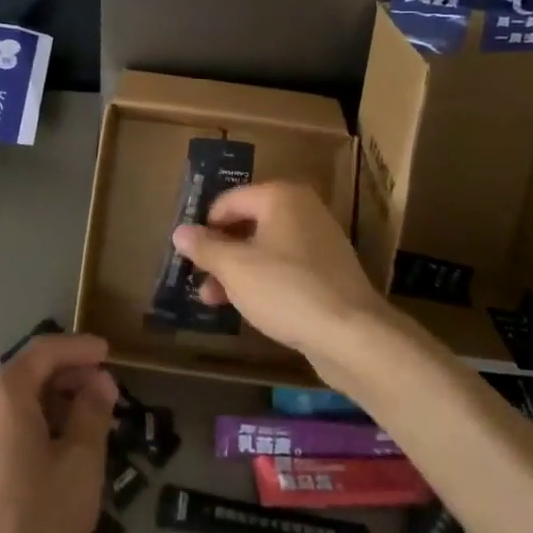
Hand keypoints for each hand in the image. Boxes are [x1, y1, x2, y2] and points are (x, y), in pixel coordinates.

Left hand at [0, 334, 116, 532]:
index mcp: (2, 396)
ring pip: (16, 405)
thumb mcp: (80, 464)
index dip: (79, 347)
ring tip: (91, 424)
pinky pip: (5, 431)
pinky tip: (61, 454)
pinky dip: (36, 428)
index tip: (110, 353)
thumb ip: (92, 412)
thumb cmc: (36, 525)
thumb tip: (99, 382)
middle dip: (69, 377)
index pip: (44, 351)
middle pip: (27, 375)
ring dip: (54, 405)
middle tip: (108, 392)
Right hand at [171, 181, 392, 375]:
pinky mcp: (329, 273)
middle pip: (248, 224)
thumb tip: (180, 232)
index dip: (205, 225)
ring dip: (237, 271)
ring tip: (211, 299)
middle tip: (197, 277)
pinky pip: (286, 269)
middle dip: (220, 252)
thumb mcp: (235, 268)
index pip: (229, 200)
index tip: (187, 252)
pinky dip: (263, 282)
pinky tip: (246, 307)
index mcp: (281, 197)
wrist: (352, 334)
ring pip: (266, 250)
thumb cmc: (286, 289)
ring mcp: (319, 242)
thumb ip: (205, 248)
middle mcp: (303, 210)